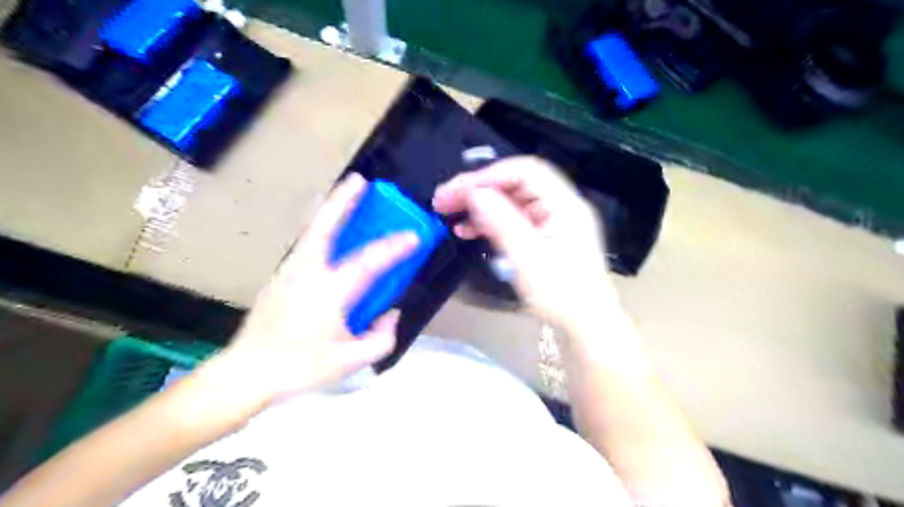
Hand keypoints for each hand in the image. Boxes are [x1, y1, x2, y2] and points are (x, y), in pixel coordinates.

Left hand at [195, 173, 417, 414]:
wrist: (246, 374)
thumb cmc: (300, 368)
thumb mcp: (351, 361)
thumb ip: (381, 337)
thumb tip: (391, 314)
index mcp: (329, 292)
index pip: (368, 262)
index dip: (394, 247)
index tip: (414, 234)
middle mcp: (307, 273)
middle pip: (325, 226)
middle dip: (343, 199)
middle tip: (360, 180)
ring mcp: (289, 272)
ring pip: (313, 231)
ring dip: (331, 210)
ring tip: (347, 196)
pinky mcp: (279, 278)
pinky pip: (307, 245)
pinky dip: (322, 231)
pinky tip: (331, 236)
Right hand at [434, 157, 618, 326]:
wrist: (585, 325)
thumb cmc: (561, 295)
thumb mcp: (527, 258)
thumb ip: (500, 222)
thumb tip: (473, 193)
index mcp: (564, 205)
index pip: (524, 171)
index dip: (488, 175)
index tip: (457, 191)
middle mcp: (559, 205)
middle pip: (515, 183)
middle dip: (478, 188)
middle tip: (444, 199)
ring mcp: (551, 220)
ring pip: (510, 200)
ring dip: (480, 204)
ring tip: (450, 214)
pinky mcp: (543, 235)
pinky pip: (513, 219)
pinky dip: (489, 221)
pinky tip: (467, 230)